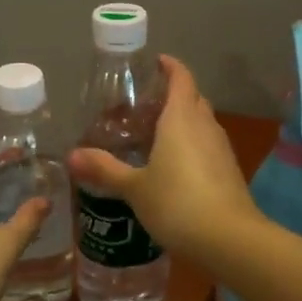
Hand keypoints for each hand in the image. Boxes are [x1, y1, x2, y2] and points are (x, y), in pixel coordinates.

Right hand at [67, 55, 256, 258]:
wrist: (229, 239)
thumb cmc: (177, 203)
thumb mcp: (135, 188)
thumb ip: (105, 170)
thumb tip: (71, 156)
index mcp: (181, 118)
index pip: (181, 78)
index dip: (171, 66)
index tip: (157, 62)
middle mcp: (205, 126)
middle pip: (193, 99)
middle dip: (174, 95)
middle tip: (146, 106)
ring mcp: (221, 149)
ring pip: (202, 123)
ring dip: (184, 122)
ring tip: (157, 135)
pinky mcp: (229, 171)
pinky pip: (208, 146)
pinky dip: (192, 145)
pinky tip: (175, 166)